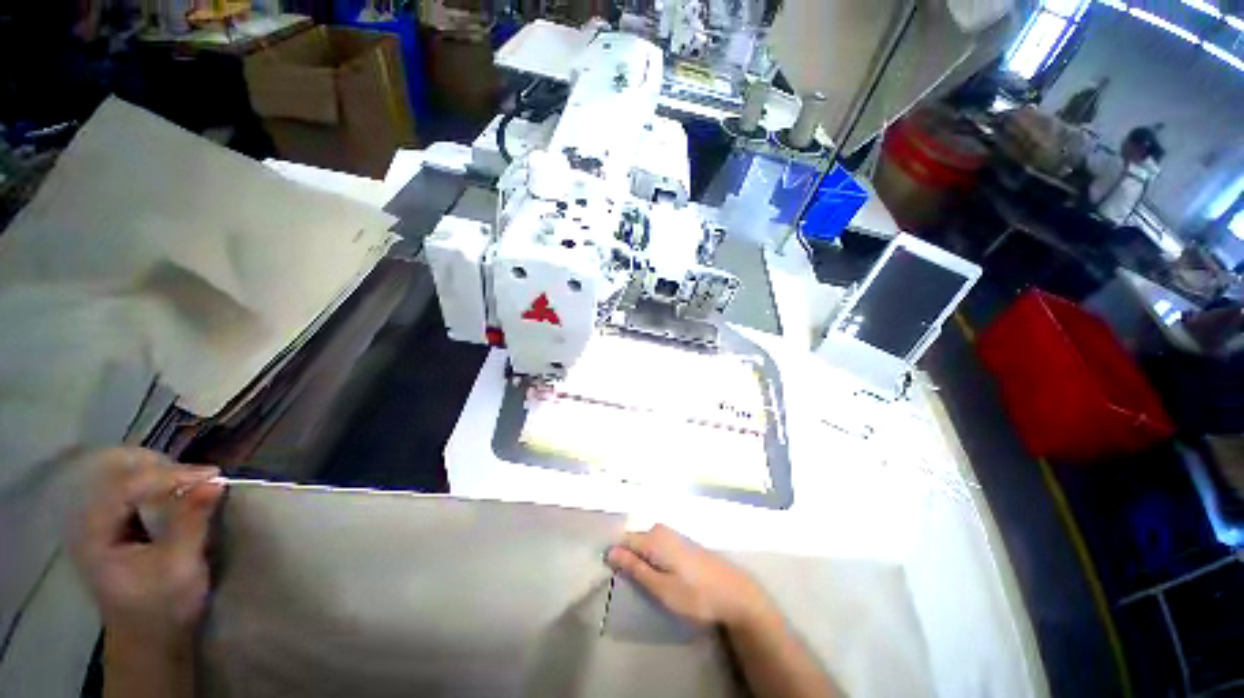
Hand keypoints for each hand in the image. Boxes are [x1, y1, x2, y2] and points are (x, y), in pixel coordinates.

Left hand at [69, 448, 223, 644]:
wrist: (150, 640)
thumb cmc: (162, 607)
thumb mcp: (180, 567)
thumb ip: (192, 521)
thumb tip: (215, 482)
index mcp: (95, 533)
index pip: (127, 486)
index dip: (170, 476)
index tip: (213, 476)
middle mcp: (90, 520)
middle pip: (119, 472)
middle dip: (162, 468)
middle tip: (201, 477)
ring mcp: (100, 522)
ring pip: (126, 476)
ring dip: (163, 473)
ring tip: (195, 483)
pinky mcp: (115, 525)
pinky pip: (134, 489)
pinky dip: (160, 483)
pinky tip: (181, 492)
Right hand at [607, 524, 770, 628]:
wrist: (734, 592)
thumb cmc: (695, 594)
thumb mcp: (661, 588)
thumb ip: (635, 568)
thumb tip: (610, 552)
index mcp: (653, 537)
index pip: (622, 540)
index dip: (615, 556)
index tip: (612, 575)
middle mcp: (660, 529)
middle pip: (634, 540)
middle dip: (628, 558)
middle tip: (632, 585)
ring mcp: (672, 534)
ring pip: (645, 544)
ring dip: (642, 560)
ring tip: (646, 583)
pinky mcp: (681, 541)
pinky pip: (657, 545)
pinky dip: (653, 558)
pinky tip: (660, 575)